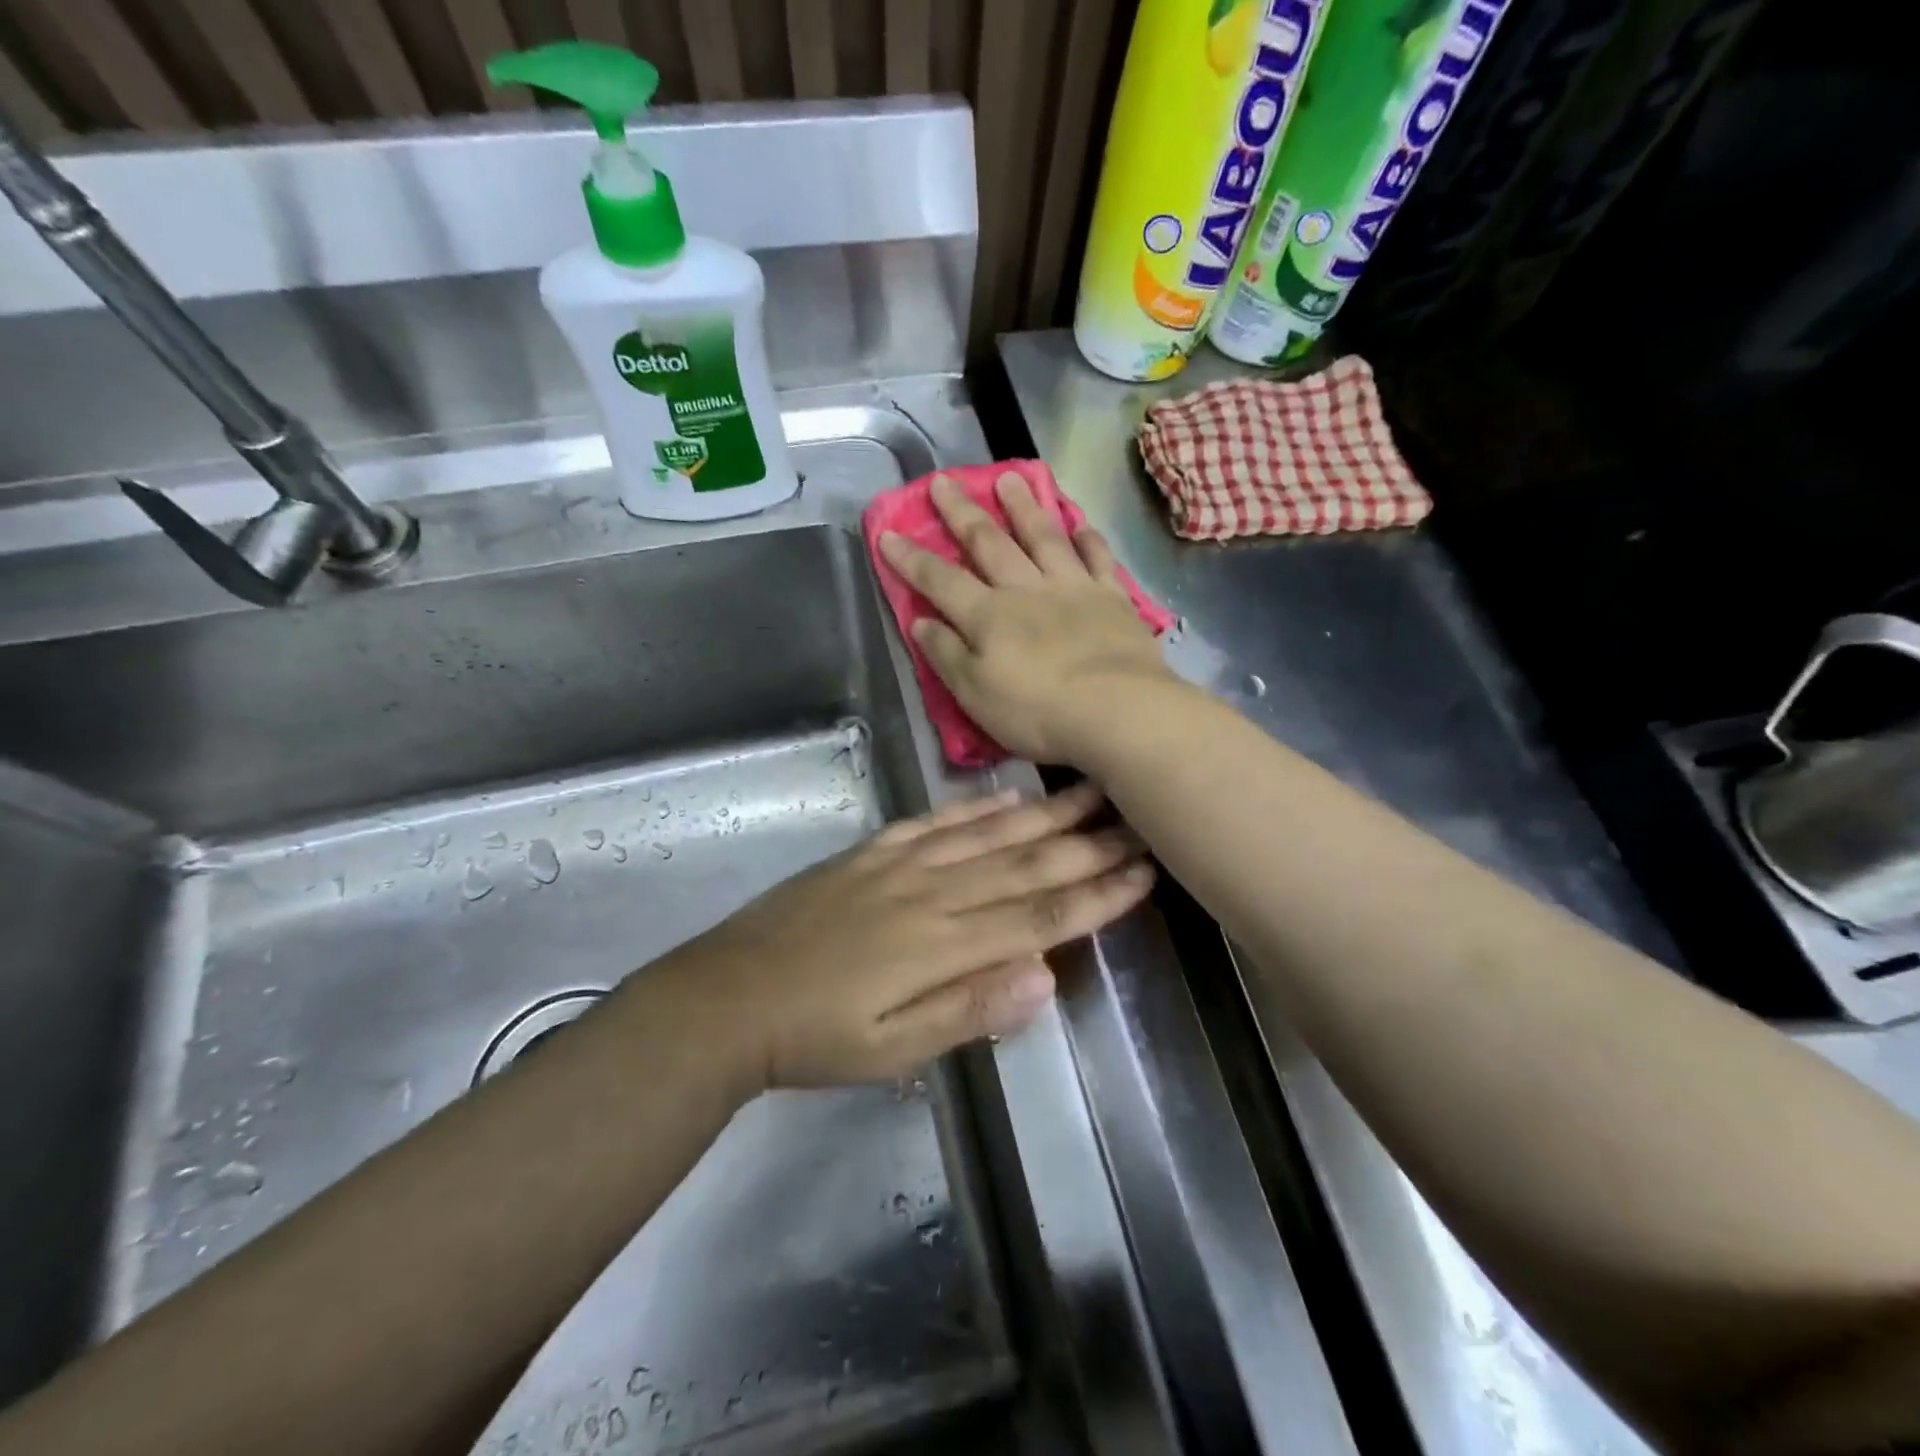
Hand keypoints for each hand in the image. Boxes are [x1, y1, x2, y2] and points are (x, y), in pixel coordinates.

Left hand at [651, 784, 1153, 1088]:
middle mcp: (930, 893)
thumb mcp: (893, 1050)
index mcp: (942, 946)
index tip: (1144, 874)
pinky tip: (1006, 796)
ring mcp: (898, 865)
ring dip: (1042, 814)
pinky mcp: (870, 853)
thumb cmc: (815, 1038)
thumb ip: (969, 1010)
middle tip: (1138, 821)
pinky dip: (973, 808)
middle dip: (1087, 845)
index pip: (1039, 917)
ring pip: (986, 834)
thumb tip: (1045, 976)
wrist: (728, 997)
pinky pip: (932, 822)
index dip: (1095, 896)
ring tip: (1089, 792)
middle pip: (1023, 865)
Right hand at [879, 472, 1176, 763]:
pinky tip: (1079, 523)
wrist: (1118, 711)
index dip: (911, 558)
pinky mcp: (1112, 598)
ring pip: (1043, 537)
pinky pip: (1098, 558)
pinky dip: (1087, 538)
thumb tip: (921, 622)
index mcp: (988, 616)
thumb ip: (947, 655)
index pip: (940, 581)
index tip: (888, 533)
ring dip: (1023, 507)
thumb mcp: (975, 695)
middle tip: (944, 481)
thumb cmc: (1039, 712)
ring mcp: (1073, 588)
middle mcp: (1026, 590)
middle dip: (961, 512)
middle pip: (988, 543)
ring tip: (1009, 478)